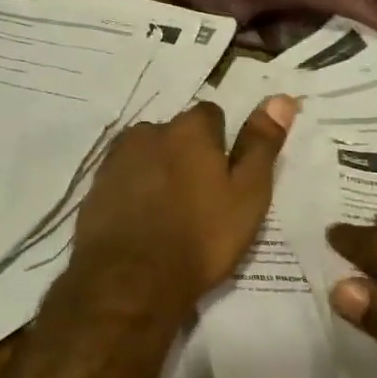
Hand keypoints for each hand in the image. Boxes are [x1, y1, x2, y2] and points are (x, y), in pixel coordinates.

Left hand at [65, 96, 297, 323]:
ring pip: (147, 154)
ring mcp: (116, 158)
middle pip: (175, 134)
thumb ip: (261, 145)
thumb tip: (281, 98)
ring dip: (157, 171)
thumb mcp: (247, 195)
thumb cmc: (200, 238)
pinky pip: (123, 178)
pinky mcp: (95, 185)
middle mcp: (149, 132)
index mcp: (188, 129)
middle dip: (186, 156)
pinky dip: (133, 191)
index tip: (224, 177)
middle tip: (199, 199)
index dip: (220, 144)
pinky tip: (141, 221)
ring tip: (169, 214)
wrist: (130, 279)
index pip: (210, 116)